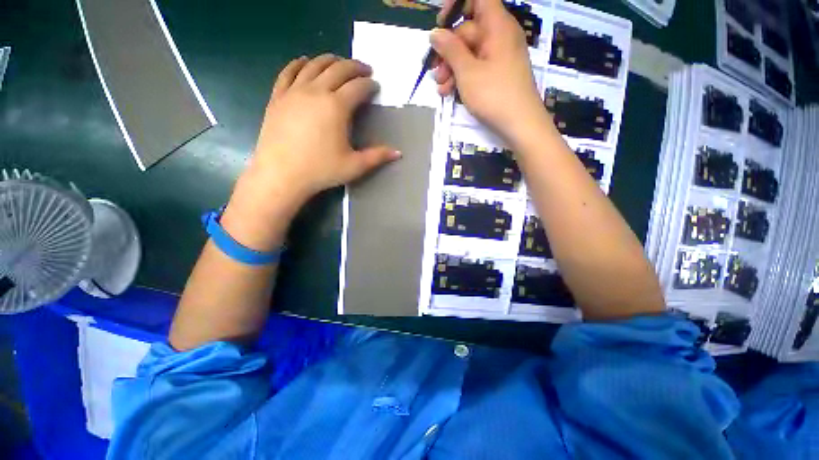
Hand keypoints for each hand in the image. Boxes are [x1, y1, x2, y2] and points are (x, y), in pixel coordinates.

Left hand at [242, 54, 400, 205]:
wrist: (281, 174)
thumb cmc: (321, 170)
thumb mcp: (355, 166)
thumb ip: (377, 157)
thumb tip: (398, 153)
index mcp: (337, 107)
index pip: (358, 87)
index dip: (370, 85)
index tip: (376, 87)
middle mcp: (316, 91)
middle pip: (338, 69)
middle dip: (354, 67)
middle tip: (364, 70)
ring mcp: (294, 91)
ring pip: (314, 65)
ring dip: (330, 60)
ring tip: (339, 63)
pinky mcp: (278, 97)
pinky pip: (288, 72)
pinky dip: (299, 63)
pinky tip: (305, 62)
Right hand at [432, 0, 549, 145]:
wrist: (520, 125)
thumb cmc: (494, 95)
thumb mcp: (467, 72)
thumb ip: (450, 49)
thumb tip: (436, 33)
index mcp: (497, 26)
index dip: (457, 5)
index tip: (441, 24)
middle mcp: (499, 37)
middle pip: (468, 30)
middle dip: (448, 51)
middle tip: (435, 72)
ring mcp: (499, 57)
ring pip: (470, 53)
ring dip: (451, 69)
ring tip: (441, 89)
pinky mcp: (497, 75)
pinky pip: (476, 67)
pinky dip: (462, 77)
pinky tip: (450, 92)